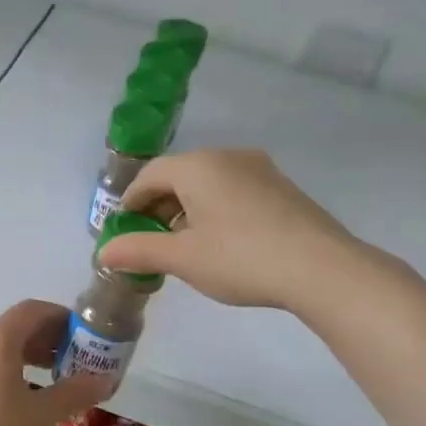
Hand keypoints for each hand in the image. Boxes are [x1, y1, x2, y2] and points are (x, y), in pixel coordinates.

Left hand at [0, 300, 112, 425]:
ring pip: (0, 345)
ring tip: (56, 376)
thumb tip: (106, 380)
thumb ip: (75, 392)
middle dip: (48, 338)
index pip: (33, 310)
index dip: (62, 317)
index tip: (85, 334)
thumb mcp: (43, 414)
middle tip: (76, 357)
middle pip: (16, 326)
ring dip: (30, 354)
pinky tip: (27, 395)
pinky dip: (11, 367)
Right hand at [97, 148, 368, 313]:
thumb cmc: (240, 258)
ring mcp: (259, 169)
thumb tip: (104, 252)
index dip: (130, 203)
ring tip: (183, 246)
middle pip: (179, 176)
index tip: (123, 231)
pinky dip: (214, 210)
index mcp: (198, 166)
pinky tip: (220, 242)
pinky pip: (233, 190)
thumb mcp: (182, 259)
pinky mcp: (281, 188)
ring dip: (186, 210)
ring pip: (208, 183)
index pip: (149, 176)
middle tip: (150, 242)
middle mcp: (227, 157)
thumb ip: (138, 251)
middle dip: (158, 207)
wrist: (321, 268)